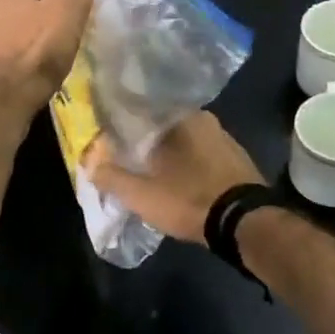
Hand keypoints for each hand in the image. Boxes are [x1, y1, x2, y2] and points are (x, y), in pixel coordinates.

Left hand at [0, 0, 128, 113]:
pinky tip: (31, 80)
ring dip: (26, 44)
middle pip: (21, 10)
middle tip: (64, 40)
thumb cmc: (37, 49)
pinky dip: (15, 66)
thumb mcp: (72, 5)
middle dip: (39, 21)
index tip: (72, 17)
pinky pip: (1, 61)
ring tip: (49, 62)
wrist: (3, 101)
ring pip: (9, 35)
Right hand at [87, 111, 263, 244]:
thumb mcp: (141, 194)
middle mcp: (204, 118)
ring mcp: (224, 138)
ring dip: (168, 150)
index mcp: (179, 117)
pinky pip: (202, 152)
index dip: (122, 121)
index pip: (142, 108)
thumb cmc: (189, 200)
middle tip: (127, 152)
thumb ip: (111, 177)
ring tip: (150, 166)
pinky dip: (187, 161)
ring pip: (184, 138)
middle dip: (145, 136)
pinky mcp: (237, 159)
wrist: (246, 224)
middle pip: (163, 123)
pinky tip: (179, 177)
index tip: (109, 133)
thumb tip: (88, 161)